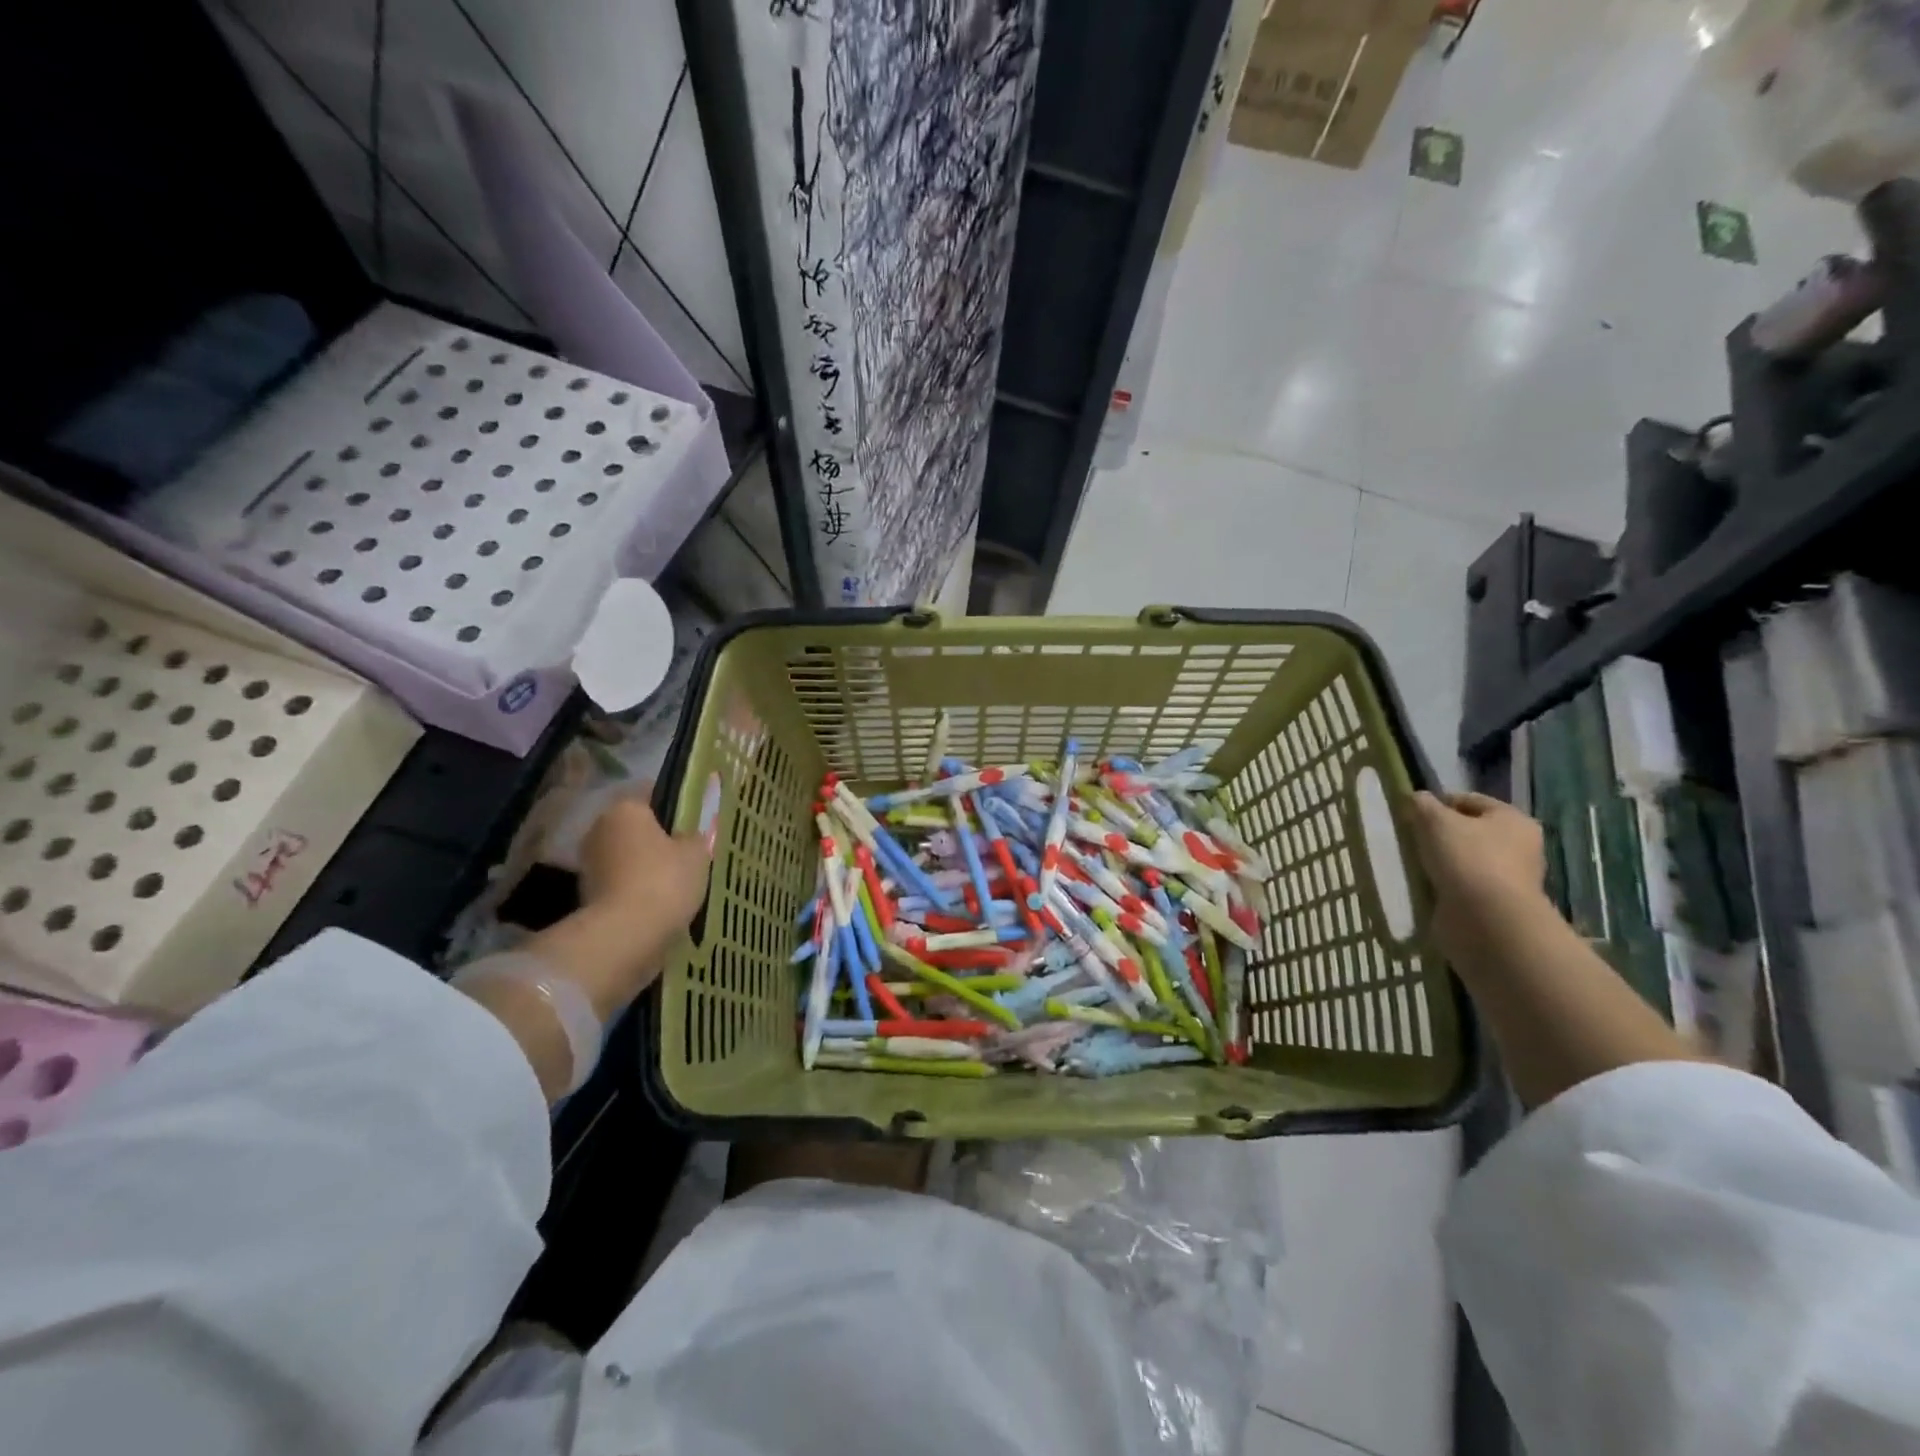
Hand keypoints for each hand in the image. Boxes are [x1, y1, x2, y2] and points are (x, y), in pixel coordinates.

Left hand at [578, 789, 711, 930]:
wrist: (624, 935)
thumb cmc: (664, 880)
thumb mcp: (697, 853)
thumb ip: (695, 837)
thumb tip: (689, 836)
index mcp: (626, 808)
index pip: (651, 793)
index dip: (675, 805)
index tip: (693, 822)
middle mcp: (600, 827)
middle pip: (635, 826)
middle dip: (657, 837)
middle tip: (686, 852)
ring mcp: (589, 862)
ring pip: (626, 854)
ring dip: (644, 864)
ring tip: (674, 881)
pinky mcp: (586, 893)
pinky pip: (619, 880)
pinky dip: (634, 887)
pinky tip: (657, 900)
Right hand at [1403, 791, 1546, 958]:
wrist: (1487, 920)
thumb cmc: (1466, 858)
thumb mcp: (1435, 820)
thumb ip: (1422, 804)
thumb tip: (1417, 799)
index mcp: (1513, 819)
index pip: (1469, 800)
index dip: (1437, 802)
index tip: (1410, 814)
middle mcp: (1519, 846)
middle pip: (1469, 830)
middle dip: (1439, 834)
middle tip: (1411, 839)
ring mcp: (1510, 877)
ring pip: (1465, 858)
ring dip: (1441, 860)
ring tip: (1415, 864)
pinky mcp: (1496, 903)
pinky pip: (1463, 884)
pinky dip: (1445, 883)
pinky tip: (1427, 885)